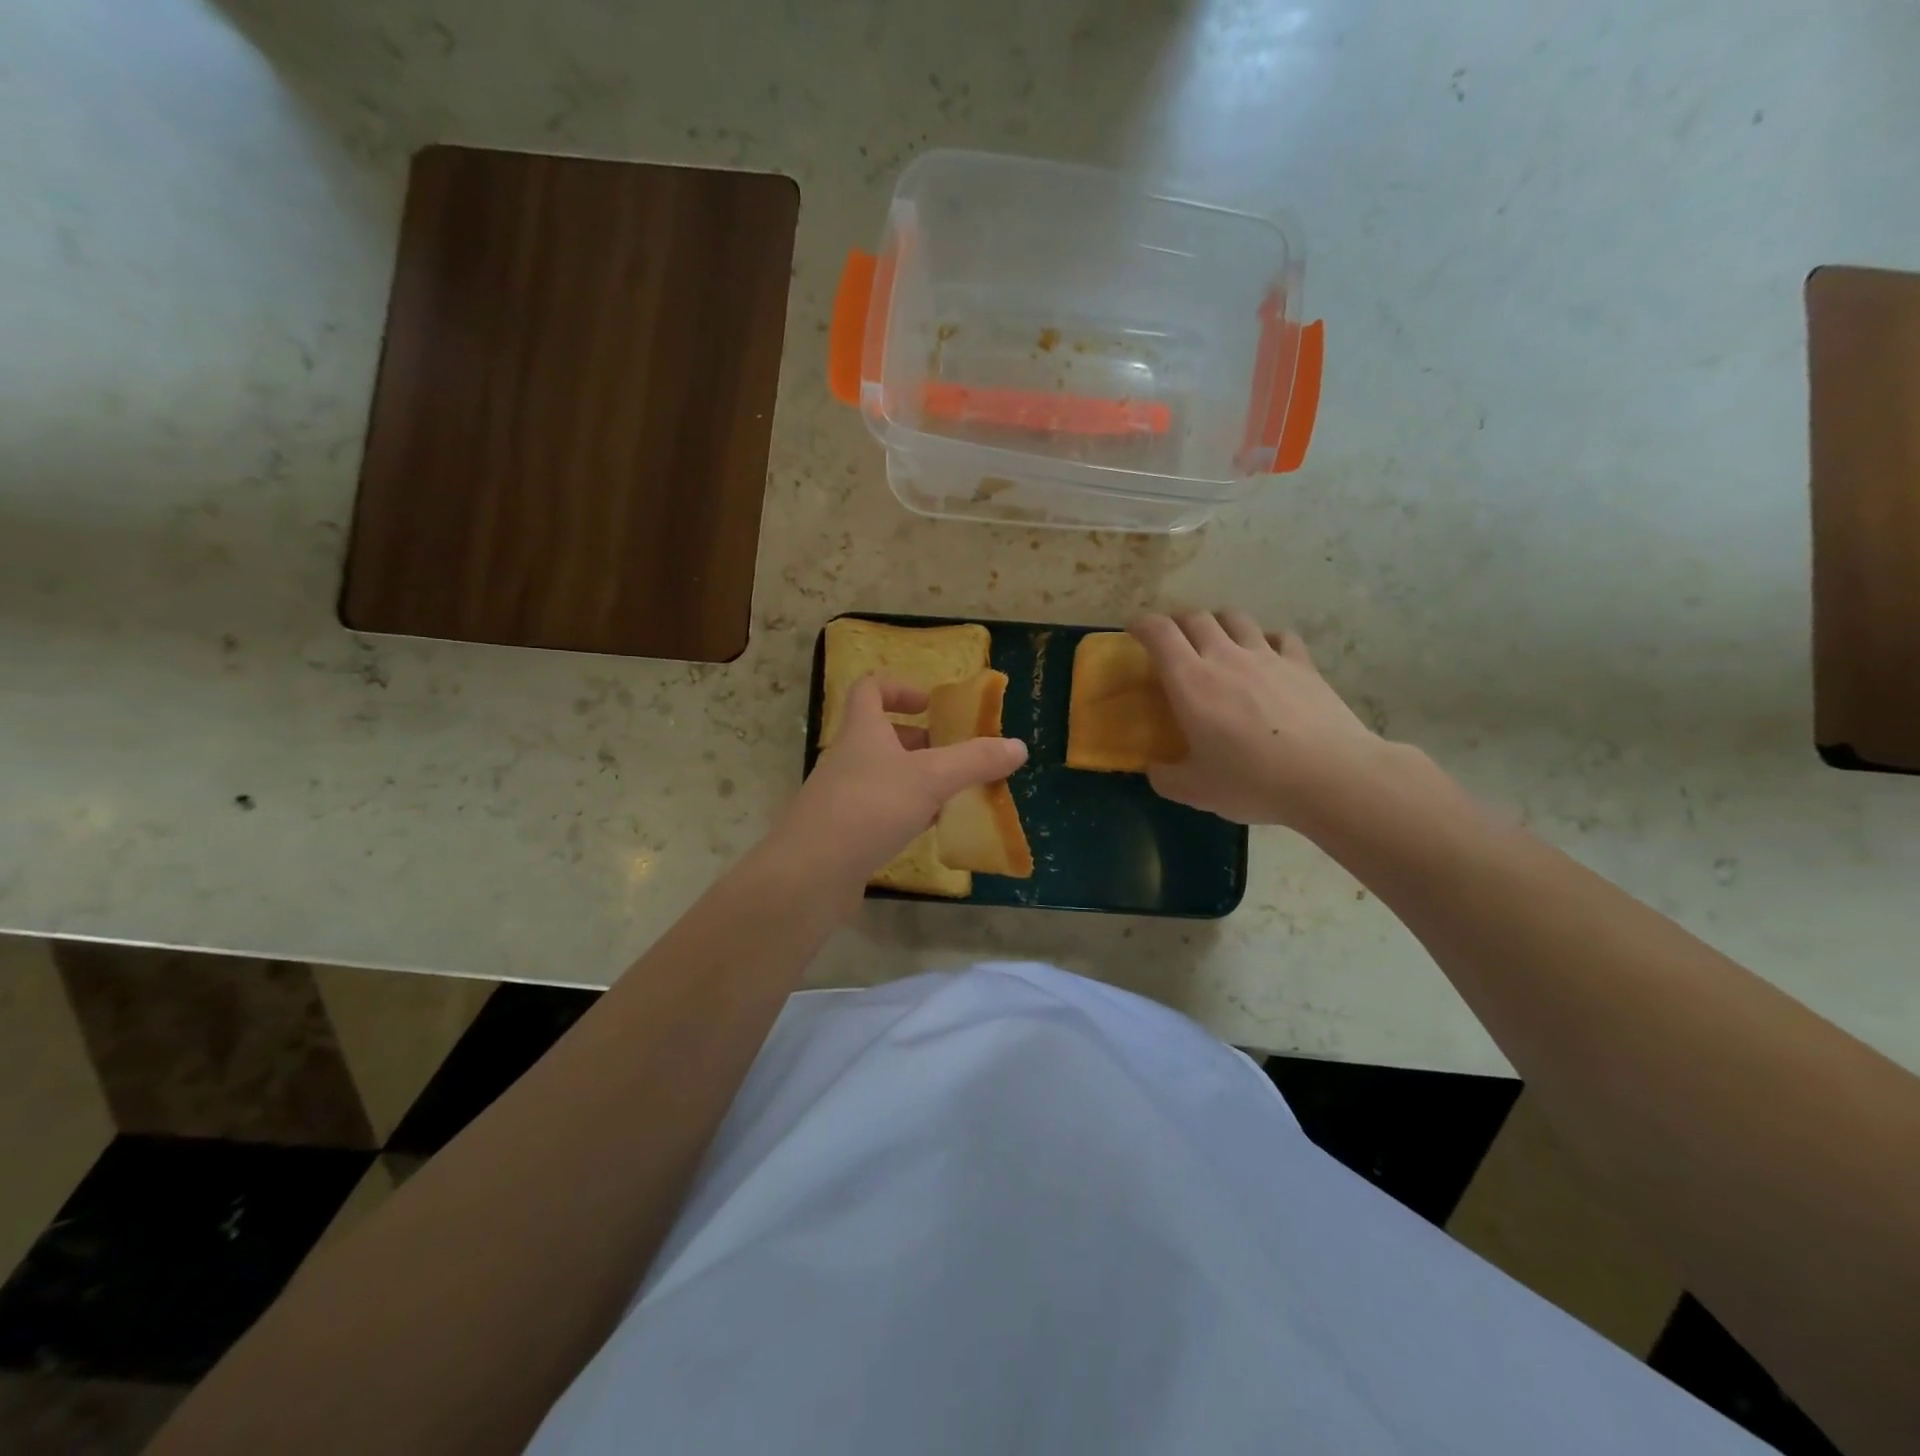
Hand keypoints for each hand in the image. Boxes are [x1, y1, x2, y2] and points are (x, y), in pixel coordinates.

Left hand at [777, 676, 1027, 887]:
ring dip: (917, 778)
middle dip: (921, 740)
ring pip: (884, 776)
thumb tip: (1019, 746)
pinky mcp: (843, 832)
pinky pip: (880, 811)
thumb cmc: (869, 808)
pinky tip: (930, 828)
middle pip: (882, 735)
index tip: (931, 703)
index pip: (870, 690)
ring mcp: (842, 797)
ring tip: (953, 793)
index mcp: (862, 732)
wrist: (810, 874)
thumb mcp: (931, 779)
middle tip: (956, 753)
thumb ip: (975, 761)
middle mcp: (848, 759)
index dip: (900, 688)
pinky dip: (906, 812)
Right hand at [1130, 611, 1390, 829]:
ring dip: (1218, 623)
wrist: (1329, 776)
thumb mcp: (1195, 790)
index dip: (1142, 624)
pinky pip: (1279, 636)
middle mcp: (1225, 656)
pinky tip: (1265, 655)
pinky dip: (1265, 639)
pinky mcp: (1302, 664)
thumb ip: (1165, 777)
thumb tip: (1155, 769)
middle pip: (1196, 618)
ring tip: (1215, 641)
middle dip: (1177, 623)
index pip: (1159, 632)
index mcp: (1190, 681)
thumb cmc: (1252, 781)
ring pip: (1235, 618)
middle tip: (1172, 641)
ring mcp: (1267, 656)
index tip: (1134, 631)